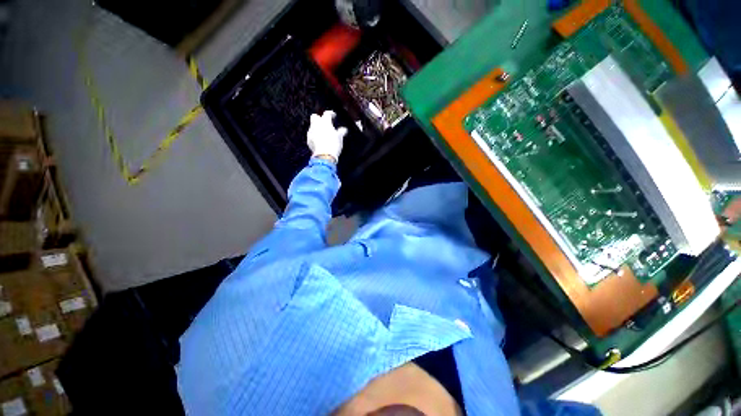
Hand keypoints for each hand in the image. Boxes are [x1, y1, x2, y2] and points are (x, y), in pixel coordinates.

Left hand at [307, 110, 347, 162]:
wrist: (324, 155)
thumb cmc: (333, 144)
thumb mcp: (340, 137)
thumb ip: (341, 132)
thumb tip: (343, 130)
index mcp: (325, 122)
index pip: (327, 113)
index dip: (331, 114)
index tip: (333, 116)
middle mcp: (316, 125)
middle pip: (314, 116)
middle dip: (319, 118)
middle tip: (325, 122)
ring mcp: (311, 132)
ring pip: (312, 126)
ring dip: (316, 127)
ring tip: (322, 132)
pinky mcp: (308, 140)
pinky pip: (311, 134)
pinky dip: (314, 135)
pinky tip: (319, 140)